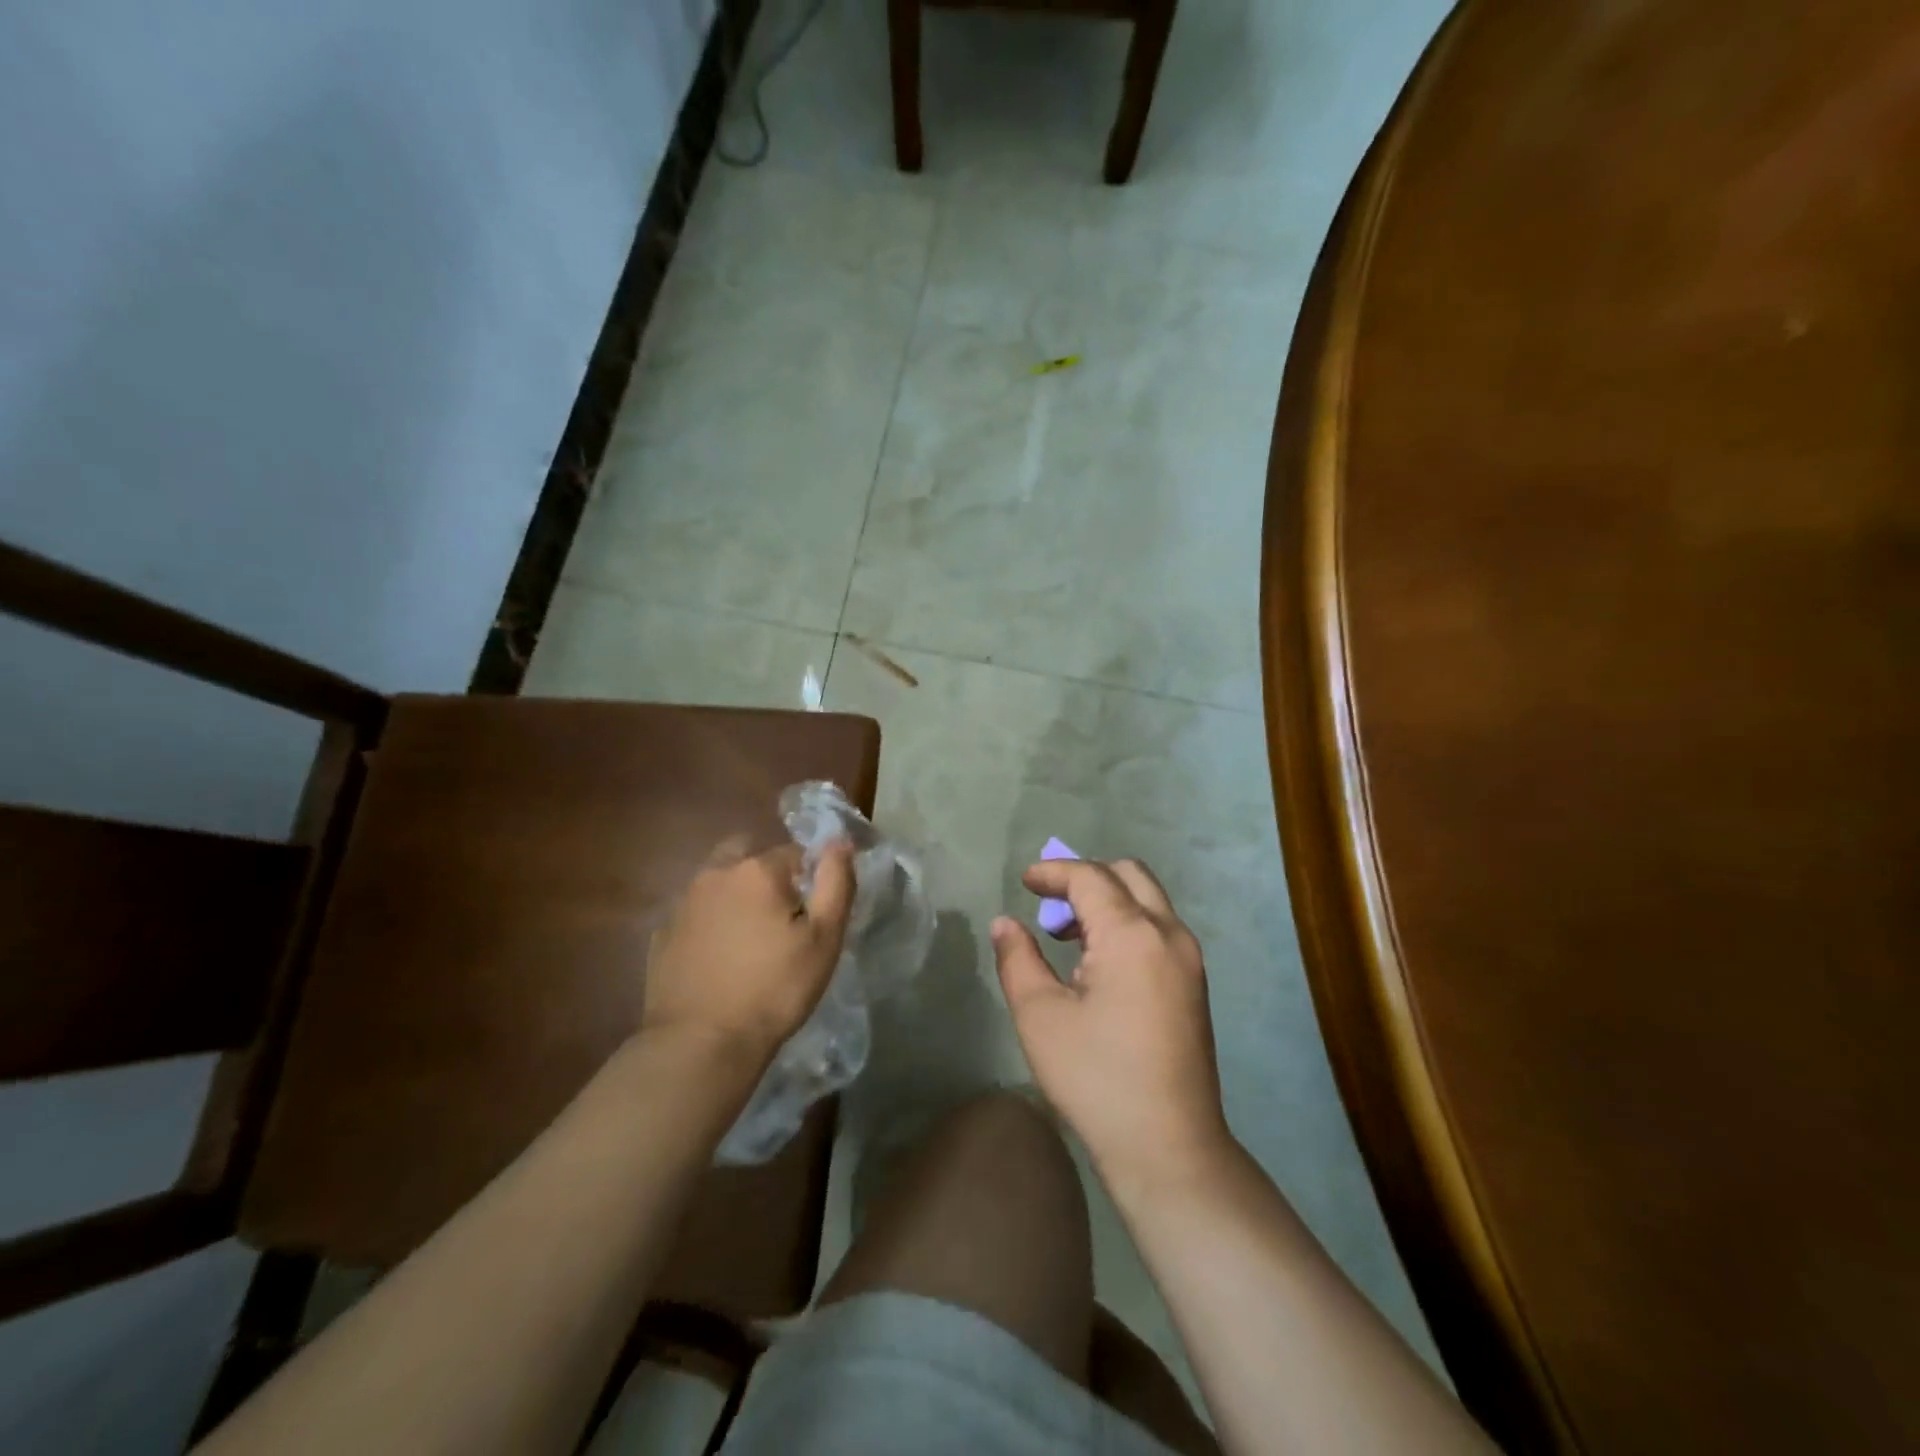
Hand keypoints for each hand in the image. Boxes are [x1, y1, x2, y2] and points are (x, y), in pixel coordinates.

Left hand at [643, 838, 854, 1063]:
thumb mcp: (824, 939)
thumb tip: (840, 840)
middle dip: (767, 873)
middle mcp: (716, 874)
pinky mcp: (663, 934)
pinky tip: (720, 957)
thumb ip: (836, 882)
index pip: (795, 852)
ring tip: (751, 938)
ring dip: (736, 895)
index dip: (810, 879)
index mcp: (758, 870)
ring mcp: (683, 903)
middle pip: (748, 854)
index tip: (814, 915)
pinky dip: (710, 922)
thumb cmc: (774, 989)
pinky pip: (695, 913)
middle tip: (781, 916)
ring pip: (718, 881)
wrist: (700, 1044)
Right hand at [991, 859, 1232, 1192]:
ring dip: (1108, 901)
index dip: (1054, 872)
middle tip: (1050, 904)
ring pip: (1148, 901)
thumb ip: (1018, 959)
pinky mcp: (1194, 984)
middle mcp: (1168, 934)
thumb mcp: (1040, 1016)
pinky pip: (1159, 929)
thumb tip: (1005, 924)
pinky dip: (1127, 923)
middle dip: (1085, 877)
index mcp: (1132, 934)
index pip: (1090, 877)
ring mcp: (1189, 959)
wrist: (1169, 1147)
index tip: (1025, 882)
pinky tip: (1099, 963)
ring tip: (1069, 937)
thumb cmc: (1096, 1078)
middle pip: (1129, 874)